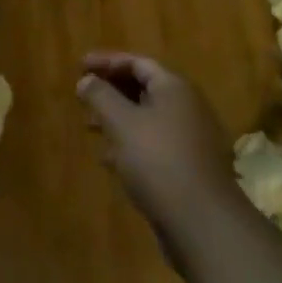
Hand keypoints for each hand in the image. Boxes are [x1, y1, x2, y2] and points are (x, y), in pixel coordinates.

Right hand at [77, 53, 241, 259]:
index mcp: (174, 88)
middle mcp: (187, 107)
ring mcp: (190, 138)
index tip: (80, 66)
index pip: (138, 62)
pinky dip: (131, 143)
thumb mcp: (121, 122)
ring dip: (118, 119)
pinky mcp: (188, 167)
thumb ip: (100, 96)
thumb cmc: (157, 159)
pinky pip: (154, 144)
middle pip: (144, 88)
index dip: (107, 61)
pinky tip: (110, 159)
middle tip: (83, 96)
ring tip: (90, 127)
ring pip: (148, 118)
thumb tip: (86, 80)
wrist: (202, 221)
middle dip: (111, 91)